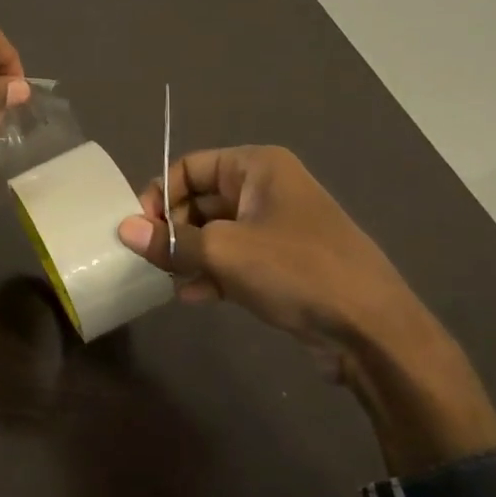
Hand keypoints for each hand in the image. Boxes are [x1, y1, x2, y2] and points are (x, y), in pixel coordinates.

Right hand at [117, 145, 495, 475]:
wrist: (372, 329)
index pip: (189, 167)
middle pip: (200, 199)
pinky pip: (235, 259)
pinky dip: (212, 273)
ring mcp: (276, 227)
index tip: (141, 230)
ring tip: (167, 279)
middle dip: (173, 229)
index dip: (160, 194)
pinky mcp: (283, 263)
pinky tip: (193, 297)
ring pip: (215, 232)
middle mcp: (266, 189)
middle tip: (152, 259)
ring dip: (189, 254)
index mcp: (257, 167)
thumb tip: (123, 229)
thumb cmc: (295, 270)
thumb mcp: (224, 252)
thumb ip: (170, 241)